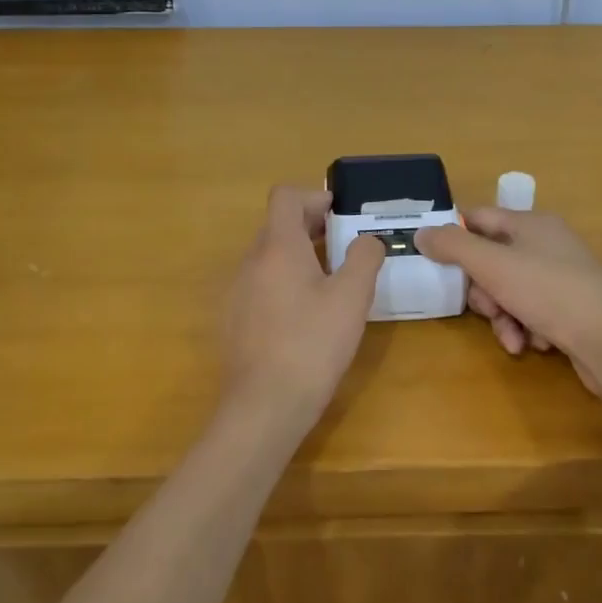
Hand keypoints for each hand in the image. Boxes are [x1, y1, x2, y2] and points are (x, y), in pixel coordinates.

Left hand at [223, 186, 384, 419]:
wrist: (264, 406)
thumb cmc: (312, 344)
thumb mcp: (352, 298)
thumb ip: (364, 258)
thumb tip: (367, 240)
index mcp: (278, 247)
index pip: (285, 197)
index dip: (314, 197)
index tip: (341, 215)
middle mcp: (251, 262)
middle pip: (278, 226)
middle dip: (311, 227)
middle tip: (344, 247)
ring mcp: (237, 292)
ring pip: (269, 258)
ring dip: (299, 256)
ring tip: (330, 282)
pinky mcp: (235, 320)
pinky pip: (261, 285)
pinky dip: (284, 283)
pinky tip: (306, 316)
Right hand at [414, 208, 601, 392]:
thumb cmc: (548, 292)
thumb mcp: (492, 265)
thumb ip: (453, 247)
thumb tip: (421, 233)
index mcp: (531, 224)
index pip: (479, 218)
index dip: (454, 236)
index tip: (435, 261)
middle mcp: (548, 245)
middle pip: (493, 261)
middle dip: (482, 291)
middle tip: (485, 308)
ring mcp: (562, 277)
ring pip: (510, 292)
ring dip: (502, 317)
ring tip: (511, 337)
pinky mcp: (571, 309)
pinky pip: (532, 313)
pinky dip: (525, 329)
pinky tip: (532, 344)